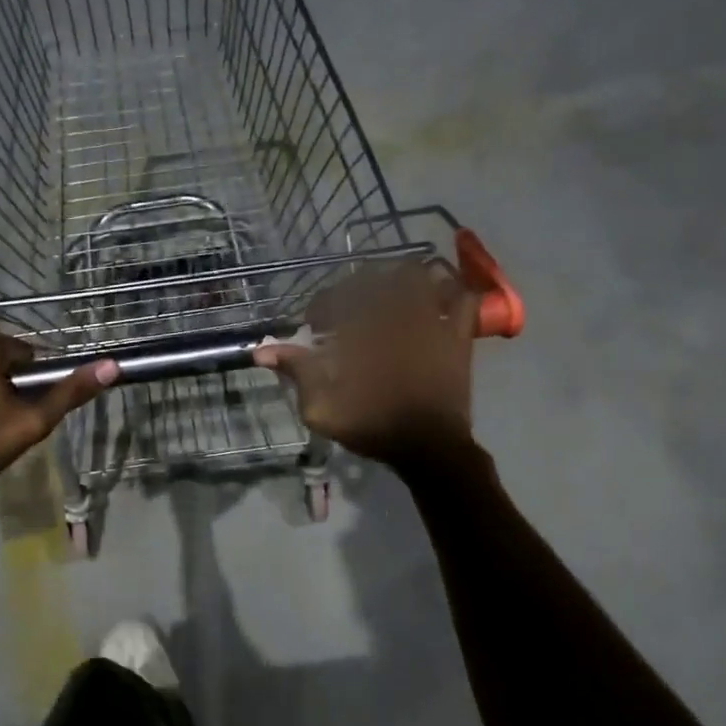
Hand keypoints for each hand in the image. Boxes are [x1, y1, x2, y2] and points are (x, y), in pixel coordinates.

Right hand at [254, 263, 477, 467]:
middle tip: (351, 303)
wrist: (430, 450)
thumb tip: (261, 351)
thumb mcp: (323, 408)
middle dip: (359, 284)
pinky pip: (464, 298)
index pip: (337, 298)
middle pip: (378, 277)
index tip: (314, 322)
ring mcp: (433, 322)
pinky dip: (452, 291)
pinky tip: (438, 299)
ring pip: (422, 275)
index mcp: (364, 332)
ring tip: (393, 294)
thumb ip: (297, 372)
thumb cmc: (374, 428)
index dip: (321, 305)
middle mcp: (398, 317)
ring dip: (404, 279)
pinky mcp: (458, 335)